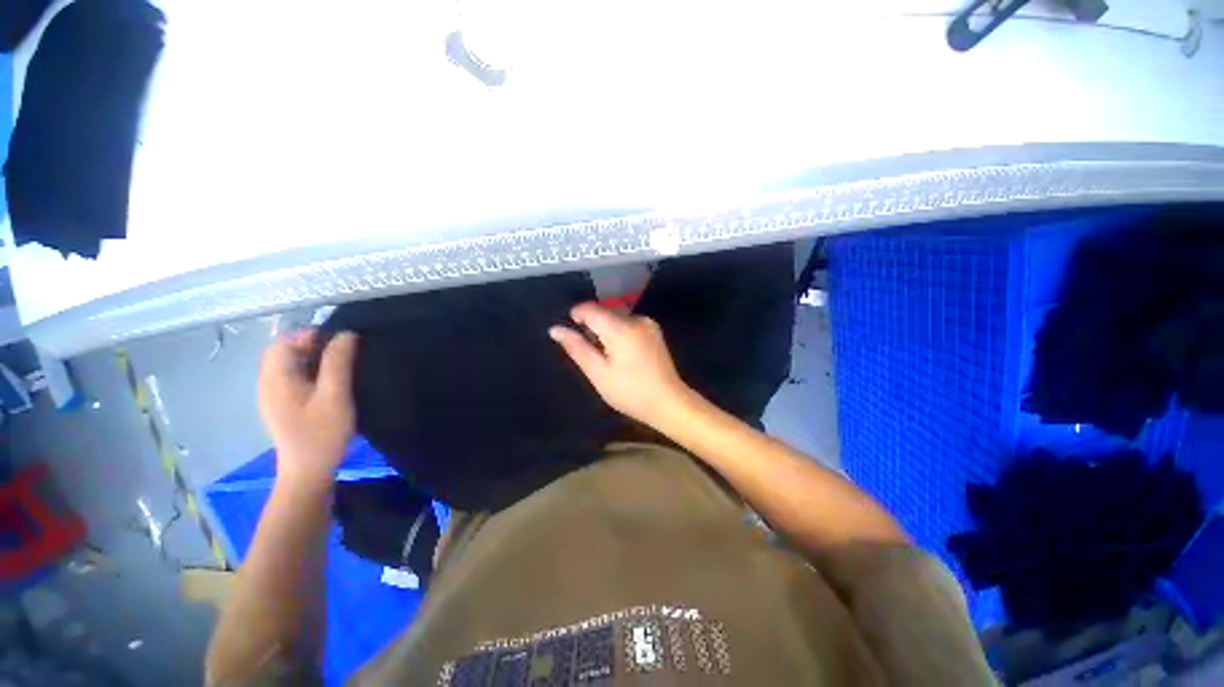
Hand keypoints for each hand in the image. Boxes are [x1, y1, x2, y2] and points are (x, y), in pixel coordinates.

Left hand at [258, 329, 358, 488]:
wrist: (308, 471)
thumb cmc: (322, 433)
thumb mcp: (335, 395)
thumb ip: (338, 363)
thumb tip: (346, 334)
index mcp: (276, 378)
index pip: (283, 341)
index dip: (310, 336)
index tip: (340, 344)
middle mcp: (267, 383)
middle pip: (283, 351)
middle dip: (312, 346)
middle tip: (342, 356)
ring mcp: (272, 396)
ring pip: (288, 364)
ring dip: (312, 359)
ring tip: (339, 369)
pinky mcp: (281, 405)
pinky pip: (291, 378)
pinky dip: (309, 372)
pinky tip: (328, 385)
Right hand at [549, 302, 690, 427]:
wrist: (668, 402)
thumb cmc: (630, 392)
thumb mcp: (598, 373)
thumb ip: (577, 348)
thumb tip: (555, 329)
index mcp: (621, 329)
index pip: (591, 309)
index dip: (577, 316)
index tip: (573, 334)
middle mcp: (636, 319)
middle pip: (604, 312)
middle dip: (592, 326)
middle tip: (592, 354)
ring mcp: (648, 323)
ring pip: (616, 317)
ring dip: (605, 330)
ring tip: (607, 357)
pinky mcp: (654, 330)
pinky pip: (628, 323)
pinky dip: (618, 332)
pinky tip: (621, 354)